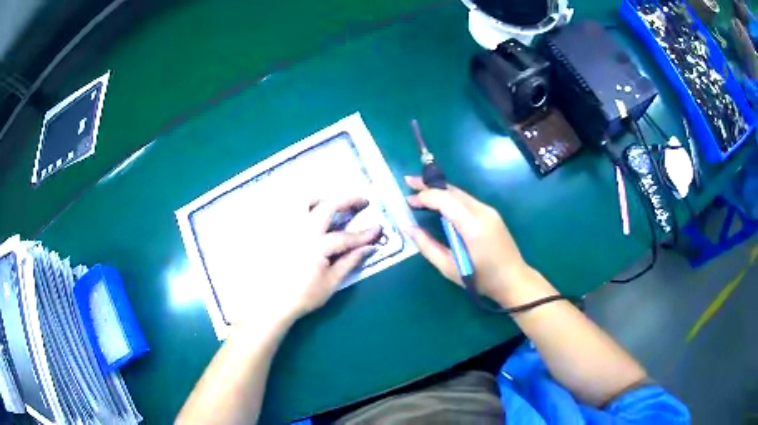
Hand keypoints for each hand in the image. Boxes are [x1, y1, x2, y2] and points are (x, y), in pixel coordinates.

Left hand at [246, 196, 379, 324]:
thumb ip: (350, 262)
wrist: (271, 303)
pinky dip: (302, 205)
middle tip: (362, 200)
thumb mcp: (331, 283)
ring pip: (304, 200)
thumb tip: (369, 248)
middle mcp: (302, 231)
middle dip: (348, 200)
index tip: (378, 229)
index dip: (364, 233)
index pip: (346, 236)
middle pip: (328, 206)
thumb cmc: (302, 296)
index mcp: (317, 246)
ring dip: (323, 197)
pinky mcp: (276, 230)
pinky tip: (309, 212)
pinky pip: (288, 208)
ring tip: (332, 202)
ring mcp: (287, 228)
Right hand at [405, 176, 550, 306]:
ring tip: (420, 188)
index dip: (425, 196)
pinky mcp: (491, 214)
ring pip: (460, 193)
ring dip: (439, 190)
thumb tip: (409, 228)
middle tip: (408, 181)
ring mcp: (489, 211)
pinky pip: (466, 200)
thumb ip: (427, 246)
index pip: (445, 200)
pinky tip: (439, 202)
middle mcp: (482, 211)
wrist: (513, 280)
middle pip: (452, 191)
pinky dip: (450, 198)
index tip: (408, 200)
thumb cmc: (481, 278)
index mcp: (472, 225)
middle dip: (429, 185)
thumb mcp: (449, 268)